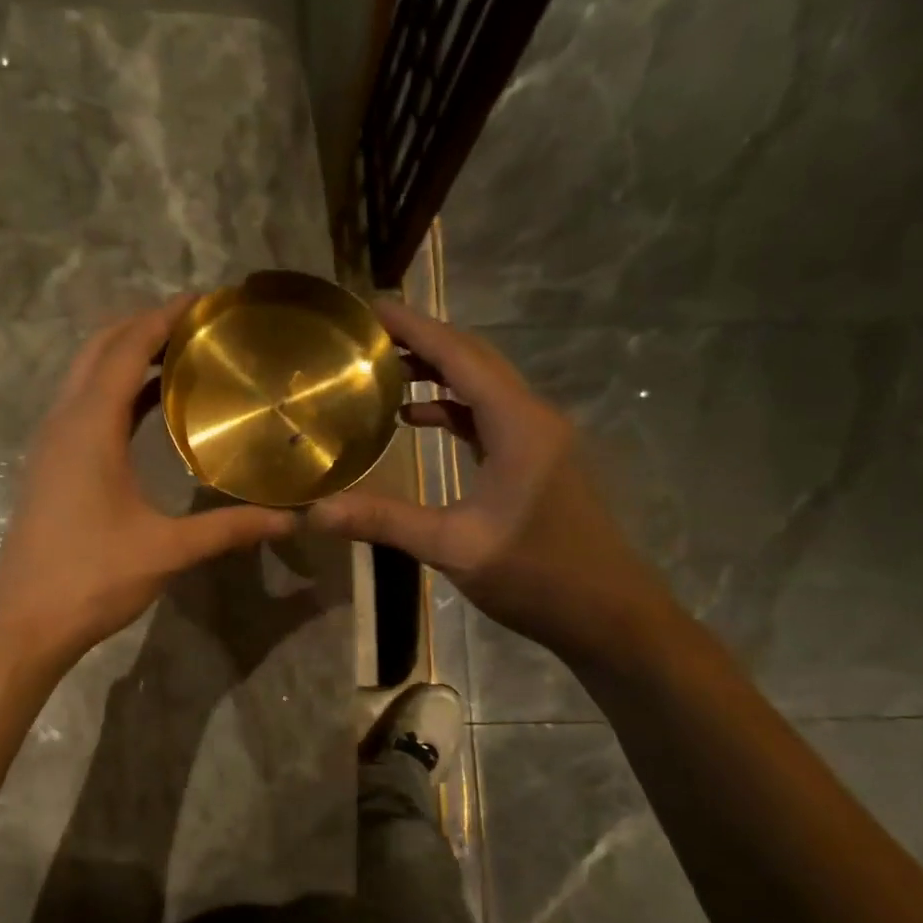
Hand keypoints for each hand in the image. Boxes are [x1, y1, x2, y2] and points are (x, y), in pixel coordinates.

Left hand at [0, 295, 296, 671]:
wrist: (23, 621)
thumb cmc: (91, 578)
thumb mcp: (166, 550)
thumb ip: (228, 529)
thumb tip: (290, 520)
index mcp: (88, 426)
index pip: (126, 347)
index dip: (164, 317)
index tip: (207, 301)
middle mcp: (64, 421)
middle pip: (99, 348)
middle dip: (145, 326)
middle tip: (200, 326)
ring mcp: (51, 444)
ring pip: (86, 376)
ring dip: (127, 356)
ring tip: (182, 356)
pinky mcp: (51, 466)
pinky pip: (83, 406)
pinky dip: (116, 390)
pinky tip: (151, 408)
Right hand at [309, 300, 666, 659]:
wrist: (608, 615)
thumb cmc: (537, 574)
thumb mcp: (453, 546)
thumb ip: (384, 521)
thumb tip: (315, 512)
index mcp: (518, 424)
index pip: (461, 357)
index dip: (416, 328)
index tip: (371, 307)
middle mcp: (532, 418)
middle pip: (474, 362)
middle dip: (423, 341)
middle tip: (367, 335)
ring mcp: (537, 439)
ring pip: (482, 387)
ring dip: (437, 373)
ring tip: (383, 369)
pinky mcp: (535, 461)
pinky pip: (488, 416)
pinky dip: (451, 408)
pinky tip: (415, 419)